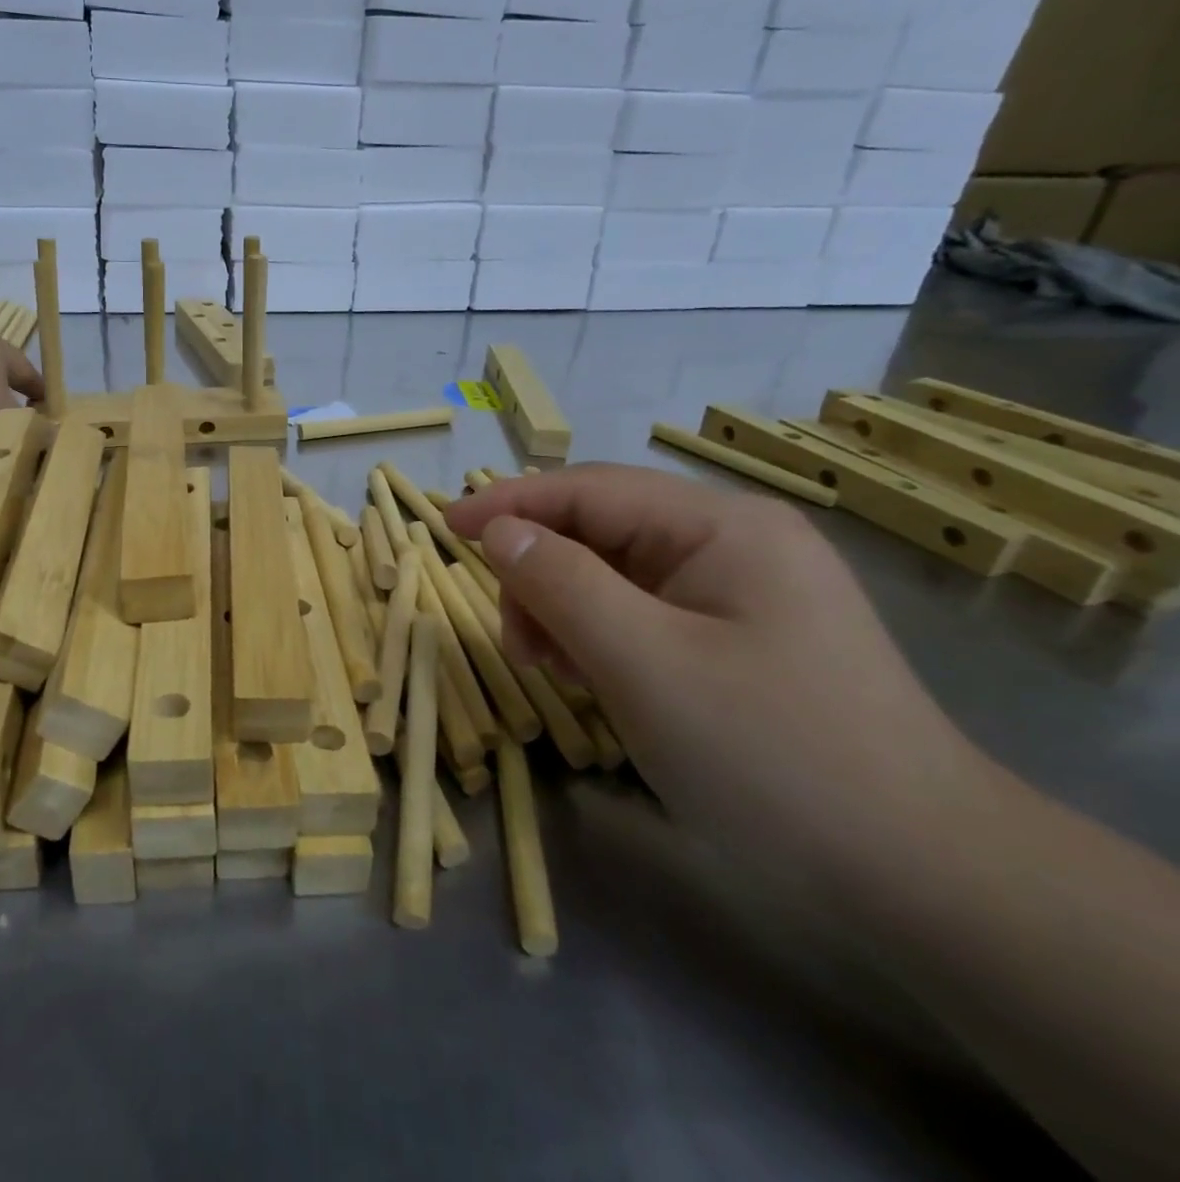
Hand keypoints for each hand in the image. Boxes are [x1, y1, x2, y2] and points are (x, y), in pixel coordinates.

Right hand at [447, 465, 988, 887]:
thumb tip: (499, 531)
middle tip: (517, 642)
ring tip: (552, 668)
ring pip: (615, 575)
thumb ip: (561, 583)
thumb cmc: (772, 756)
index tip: (444, 525)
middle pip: (600, 531)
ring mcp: (740, 592)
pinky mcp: (739, 638)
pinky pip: (642, 614)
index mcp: (722, 526)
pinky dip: (600, 637)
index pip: (589, 489)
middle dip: (542, 574)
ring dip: (565, 610)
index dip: (509, 502)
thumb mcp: (644, 663)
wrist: (923, 879)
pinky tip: (590, 677)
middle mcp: (733, 543)